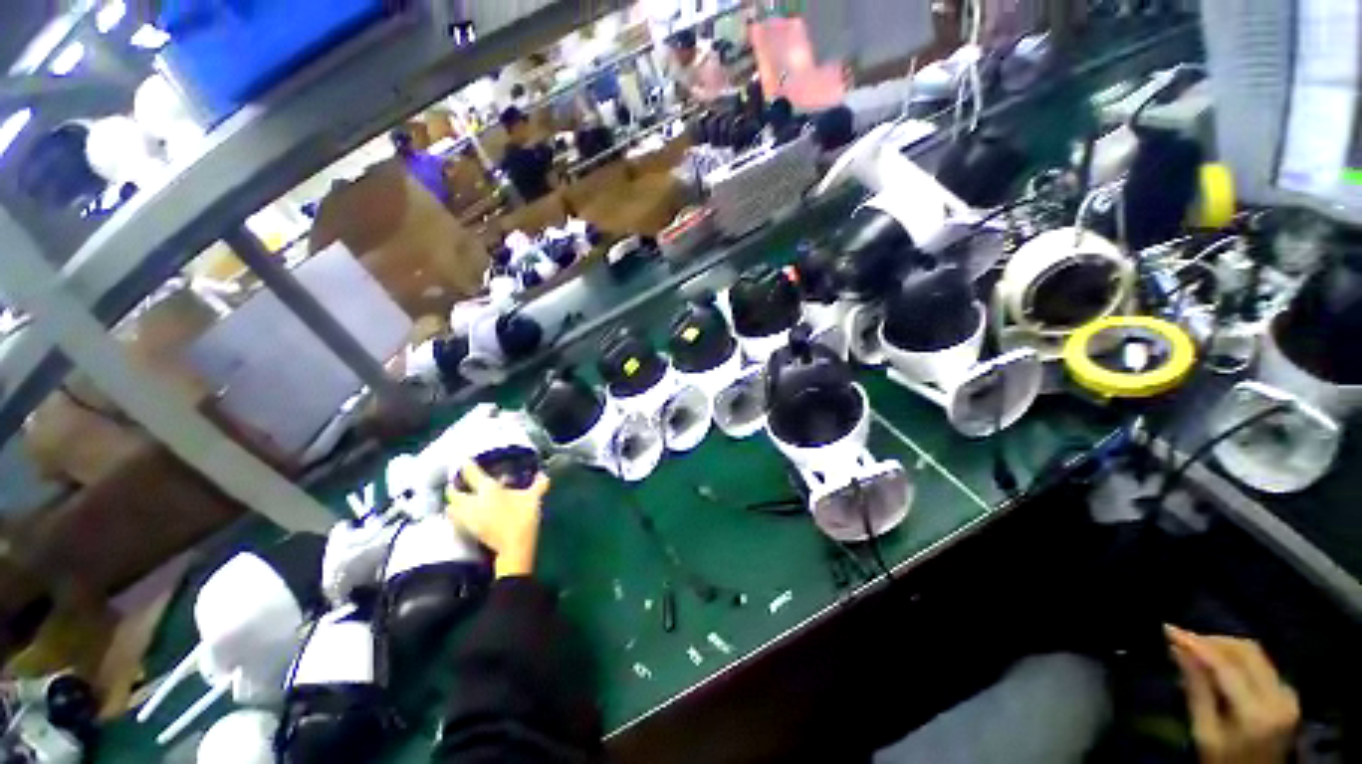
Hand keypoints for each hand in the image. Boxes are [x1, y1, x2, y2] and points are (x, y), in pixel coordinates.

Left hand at [446, 461, 549, 578]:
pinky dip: (456, 515)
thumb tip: (543, 474)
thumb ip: (538, 484)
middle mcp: (472, 502)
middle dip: (453, 486)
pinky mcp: (468, 531)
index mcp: (488, 489)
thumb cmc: (523, 517)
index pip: (471, 473)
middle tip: (457, 482)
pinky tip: (464, 514)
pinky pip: (456, 519)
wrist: (514, 547)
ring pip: (451, 507)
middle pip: (453, 492)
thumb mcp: (534, 498)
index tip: (463, 460)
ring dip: (452, 502)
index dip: (466, 465)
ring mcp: (468, 518)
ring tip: (458, 499)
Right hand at [1166, 626, 1298, 763]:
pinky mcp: (1287, 693)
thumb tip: (1178, 650)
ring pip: (1255, 654)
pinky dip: (1235, 658)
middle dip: (1213, 641)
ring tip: (1196, 650)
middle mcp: (1278, 698)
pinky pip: (1260, 664)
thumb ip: (1197, 692)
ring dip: (1224, 646)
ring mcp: (1287, 695)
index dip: (1197, 644)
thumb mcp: (1205, 734)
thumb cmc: (1223, 761)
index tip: (1169, 630)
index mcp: (1255, 713)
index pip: (1226, 666)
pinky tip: (1217, 664)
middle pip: (1247, 652)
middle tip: (1182, 639)